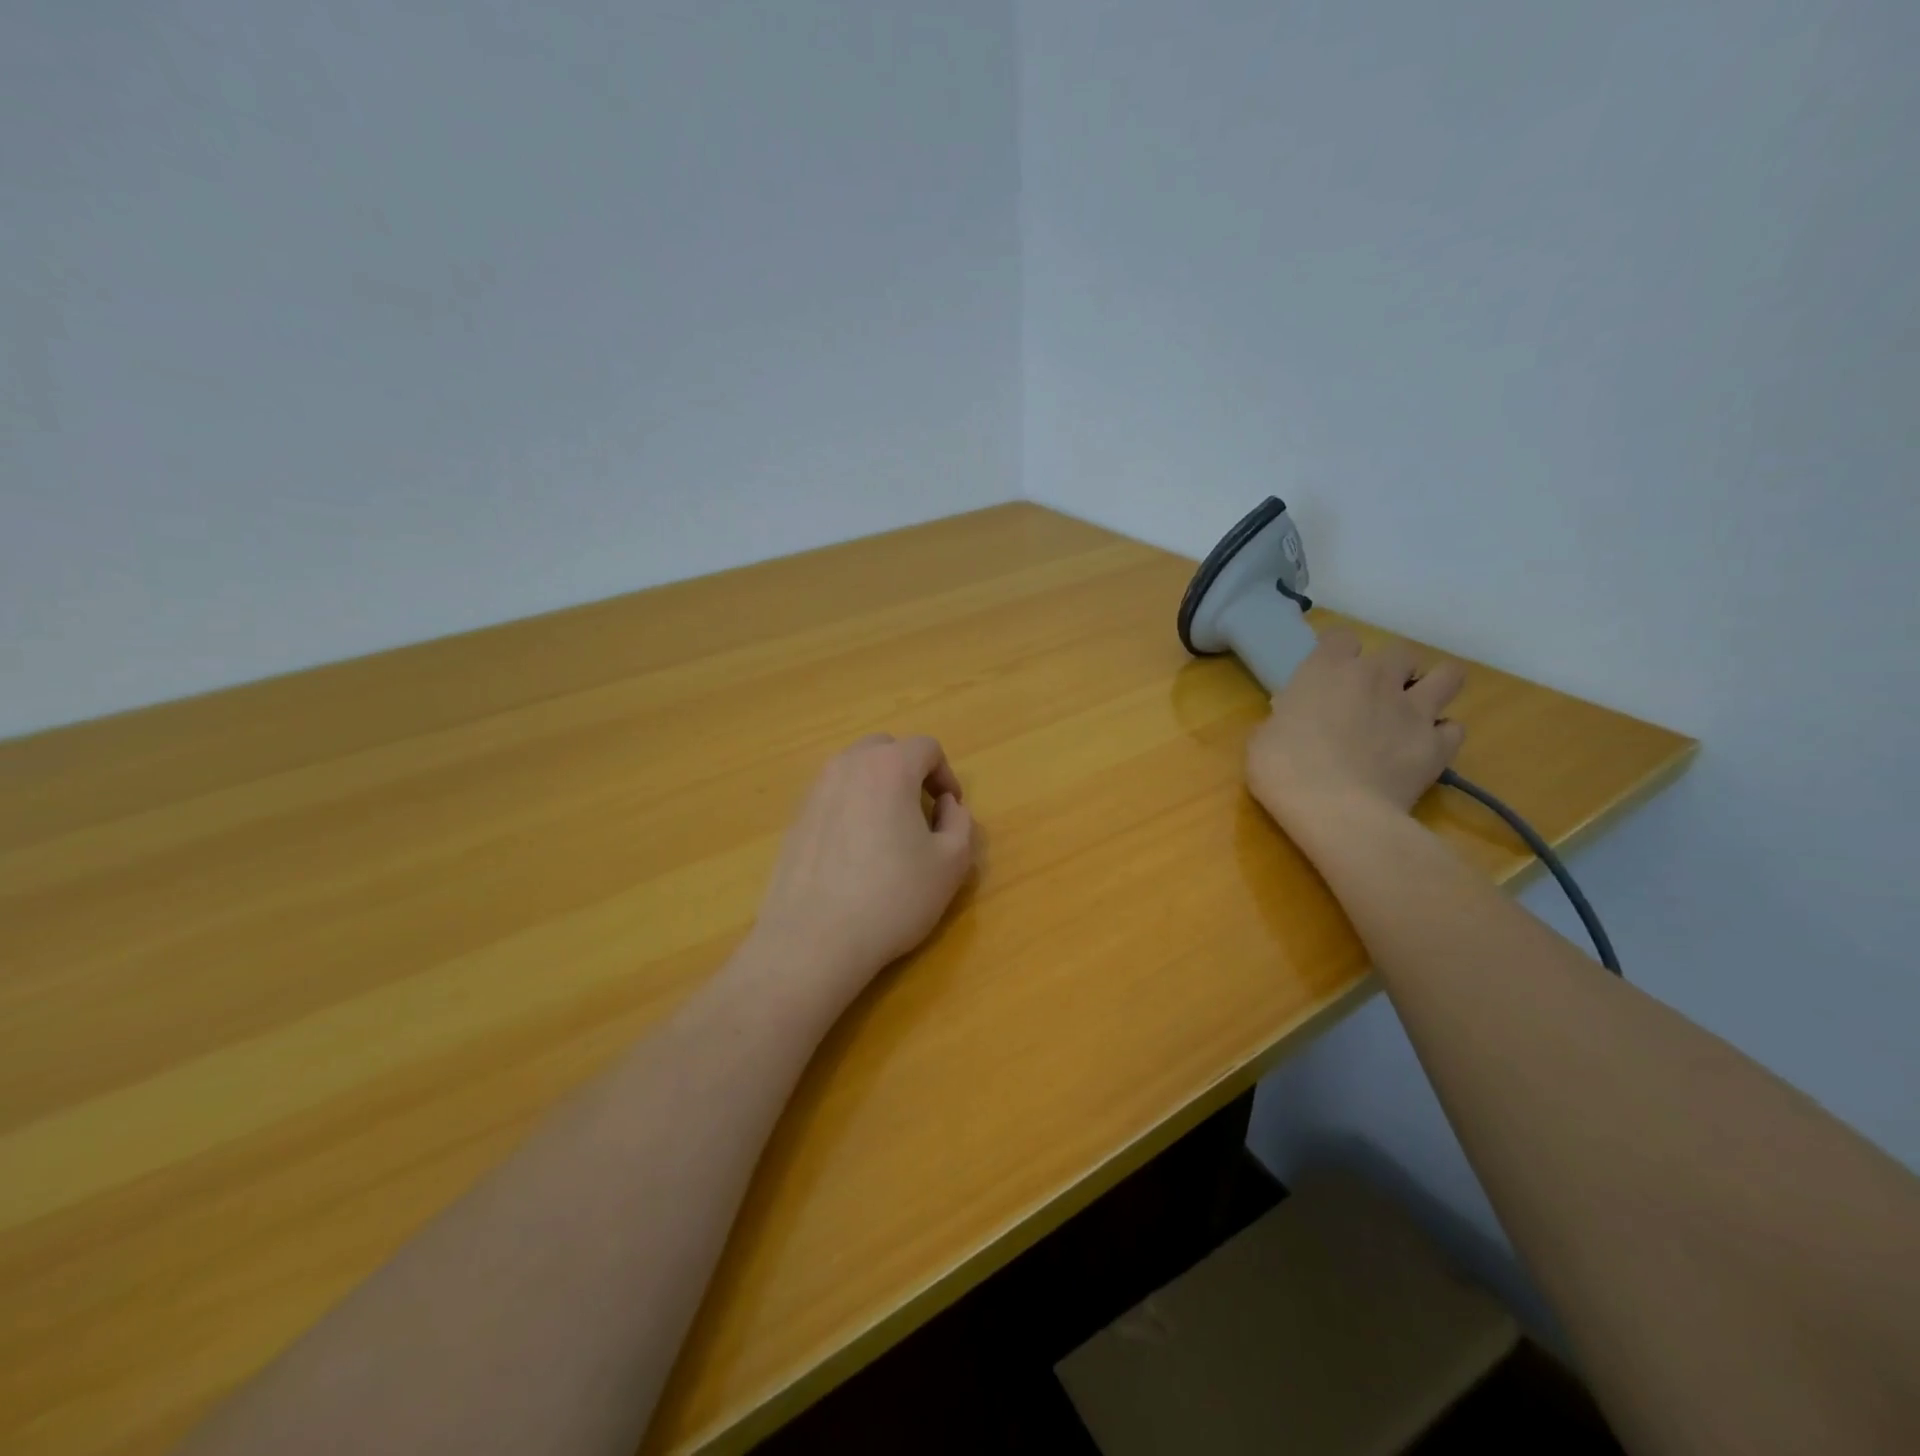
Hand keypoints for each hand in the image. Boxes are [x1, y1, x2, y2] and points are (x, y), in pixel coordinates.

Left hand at [750, 734, 976, 1006]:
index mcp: (889, 767)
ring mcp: (814, 791)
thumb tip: (946, 806)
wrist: (814, 939)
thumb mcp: (951, 864)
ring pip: (854, 771)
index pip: (926, 747)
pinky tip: (854, 854)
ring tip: (887, 832)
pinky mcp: (794, 820)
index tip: (950, 809)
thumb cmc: (892, 897)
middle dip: (909, 772)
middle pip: (884, 749)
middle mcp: (847, 766)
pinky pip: (831, 798)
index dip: (946, 774)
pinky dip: (850, 809)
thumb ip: (960, 823)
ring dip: (877, 788)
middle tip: (920, 812)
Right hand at [1246, 628, 1466, 832]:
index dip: (1336, 654)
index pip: (1340, 637)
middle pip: (1398, 651)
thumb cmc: (1284, 769)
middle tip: (1371, 697)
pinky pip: (1454, 728)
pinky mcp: (1438, 744)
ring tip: (1414, 709)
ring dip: (1433, 687)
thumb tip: (1294, 720)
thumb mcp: (1262, 739)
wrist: (1336, 811)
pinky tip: (1424, 748)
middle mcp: (1376, 678)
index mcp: (1327, 670)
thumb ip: (1283, 719)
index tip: (1327, 676)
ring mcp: (1413, 709)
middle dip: (1389, 669)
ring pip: (1448, 675)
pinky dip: (1442, 735)